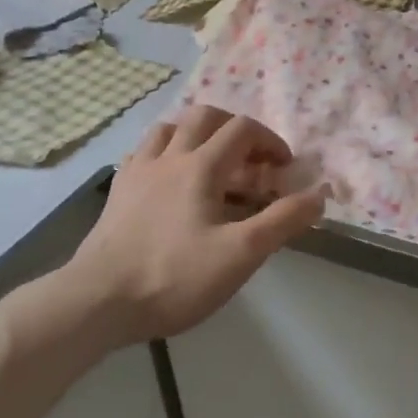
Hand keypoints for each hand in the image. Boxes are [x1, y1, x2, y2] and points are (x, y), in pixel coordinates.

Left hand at [58, 107, 327, 344]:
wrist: (97, 301)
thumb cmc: (174, 276)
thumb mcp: (241, 254)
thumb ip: (283, 220)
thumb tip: (320, 193)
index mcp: (201, 166)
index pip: (243, 129)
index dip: (270, 141)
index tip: (284, 168)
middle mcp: (170, 156)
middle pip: (206, 116)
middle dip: (235, 128)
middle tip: (249, 157)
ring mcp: (138, 170)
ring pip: (170, 128)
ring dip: (198, 134)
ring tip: (211, 160)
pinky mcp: (118, 190)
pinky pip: (144, 151)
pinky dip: (166, 152)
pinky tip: (170, 178)